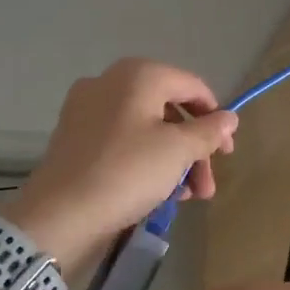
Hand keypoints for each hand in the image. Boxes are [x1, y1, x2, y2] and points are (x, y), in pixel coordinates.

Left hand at [4, 59, 237, 274]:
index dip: (216, 117)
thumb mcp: (177, 151)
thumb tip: (230, 118)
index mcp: (138, 75)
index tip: (227, 153)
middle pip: (168, 109)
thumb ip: (208, 132)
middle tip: (206, 186)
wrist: (59, 214)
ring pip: (145, 128)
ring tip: (185, 197)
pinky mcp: (75, 137)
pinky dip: (144, 160)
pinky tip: (156, 193)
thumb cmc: (126, 172)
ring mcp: (87, 109)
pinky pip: (122, 141)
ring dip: (172, 159)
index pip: (192, 86)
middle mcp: (110, 82)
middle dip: (194, 148)